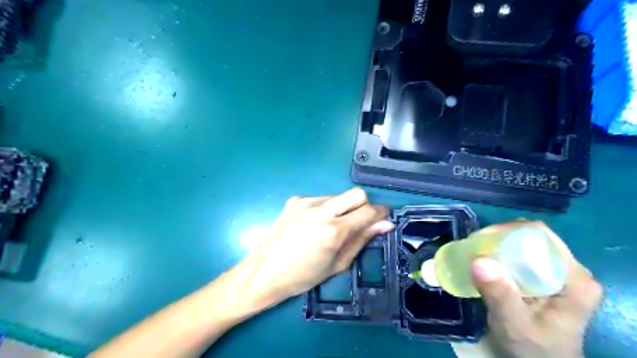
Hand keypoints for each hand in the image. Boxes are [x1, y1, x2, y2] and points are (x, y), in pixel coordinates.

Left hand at [233, 189, 392, 308]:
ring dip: (343, 208)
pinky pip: (321, 198)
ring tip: (332, 227)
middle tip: (359, 222)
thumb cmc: (303, 276)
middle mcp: (320, 210)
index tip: (383, 218)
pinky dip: (326, 208)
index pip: (368, 211)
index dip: (380, 213)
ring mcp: (305, 202)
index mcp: (333, 231)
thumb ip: (362, 240)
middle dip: (364, 205)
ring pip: (338, 196)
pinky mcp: (295, 199)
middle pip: (356, 193)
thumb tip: (384, 224)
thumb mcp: (338, 264)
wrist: (264, 271)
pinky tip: (315, 224)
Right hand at [455, 221, 599, 357]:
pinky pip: (519, 255)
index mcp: (574, 279)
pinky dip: (499, 255)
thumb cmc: (534, 349)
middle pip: (531, 238)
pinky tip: (485, 264)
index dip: (509, 232)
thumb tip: (478, 260)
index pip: (541, 237)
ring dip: (497, 246)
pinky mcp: (543, 277)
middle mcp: (569, 270)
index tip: (481, 240)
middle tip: (473, 248)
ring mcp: (557, 272)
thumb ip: (500, 295)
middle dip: (499, 238)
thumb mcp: (515, 325)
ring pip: (523, 244)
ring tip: (475, 254)